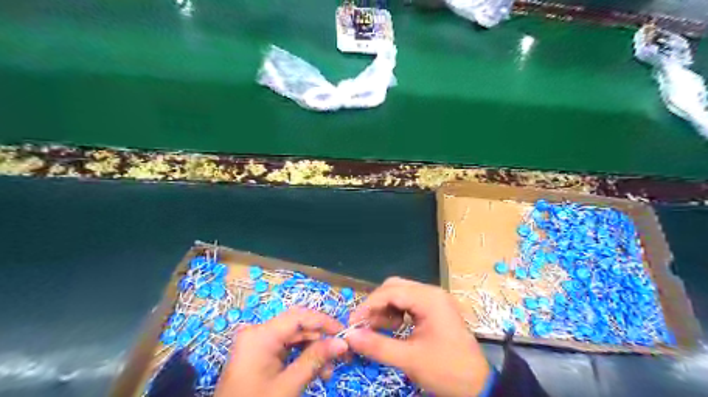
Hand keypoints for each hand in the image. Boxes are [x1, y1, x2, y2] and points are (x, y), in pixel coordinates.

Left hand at [216, 308, 347, 396]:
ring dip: (313, 350)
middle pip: (297, 326)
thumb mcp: (288, 385)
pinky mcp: (259, 353)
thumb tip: (342, 342)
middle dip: (320, 339)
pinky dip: (302, 357)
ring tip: (328, 371)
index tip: (345, 333)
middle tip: (342, 355)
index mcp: (260, 334)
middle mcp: (258, 332)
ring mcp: (258, 342)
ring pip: (294, 337)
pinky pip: (286, 348)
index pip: (299, 316)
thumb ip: (315, 359)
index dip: (324, 322)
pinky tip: (315, 371)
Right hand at [347, 275, 489, 395]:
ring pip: (401, 294)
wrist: (478, 386)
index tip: (353, 323)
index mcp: (429, 299)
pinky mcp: (435, 309)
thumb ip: (377, 346)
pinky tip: (393, 328)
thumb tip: (349, 336)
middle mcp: (432, 293)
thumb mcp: (409, 359)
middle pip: (395, 287)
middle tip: (364, 324)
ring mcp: (435, 300)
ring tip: (378, 329)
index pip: (391, 291)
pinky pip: (409, 303)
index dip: (368, 305)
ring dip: (385, 309)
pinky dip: (396, 313)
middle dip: (376, 305)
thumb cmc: (446, 370)